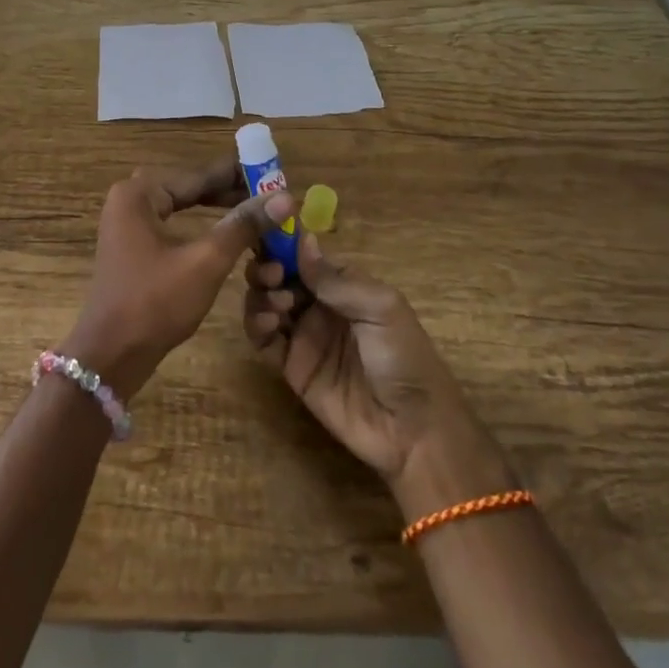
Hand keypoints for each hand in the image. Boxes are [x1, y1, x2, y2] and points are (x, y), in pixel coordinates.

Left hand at [67, 159, 293, 400]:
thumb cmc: (155, 303)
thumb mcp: (206, 261)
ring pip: (183, 206)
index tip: (277, 176)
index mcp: (140, 193)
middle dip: (232, 193)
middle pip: (191, 187)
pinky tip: (228, 235)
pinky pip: (174, 224)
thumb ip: (244, 225)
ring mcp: (128, 224)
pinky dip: (202, 227)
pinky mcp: (133, 247)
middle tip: (272, 199)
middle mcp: (130, 199)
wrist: (111, 356)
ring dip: (219, 211)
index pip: (200, 174)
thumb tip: (286, 197)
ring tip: (258, 215)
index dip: (241, 175)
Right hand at [244, 233, 514, 508]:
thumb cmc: (404, 357)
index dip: (283, 245)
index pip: (304, 256)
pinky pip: (264, 340)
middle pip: (279, 276)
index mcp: (343, 286)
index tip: (269, 238)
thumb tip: (302, 240)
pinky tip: (266, 323)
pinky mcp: (291, 367)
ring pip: (266, 303)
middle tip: (272, 276)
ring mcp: (303, 336)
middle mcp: (319, 306)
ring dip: (261, 295)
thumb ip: (337, 280)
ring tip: (277, 304)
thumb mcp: (380, 308)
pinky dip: (256, 325)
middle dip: (267, 268)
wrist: (412, 429)